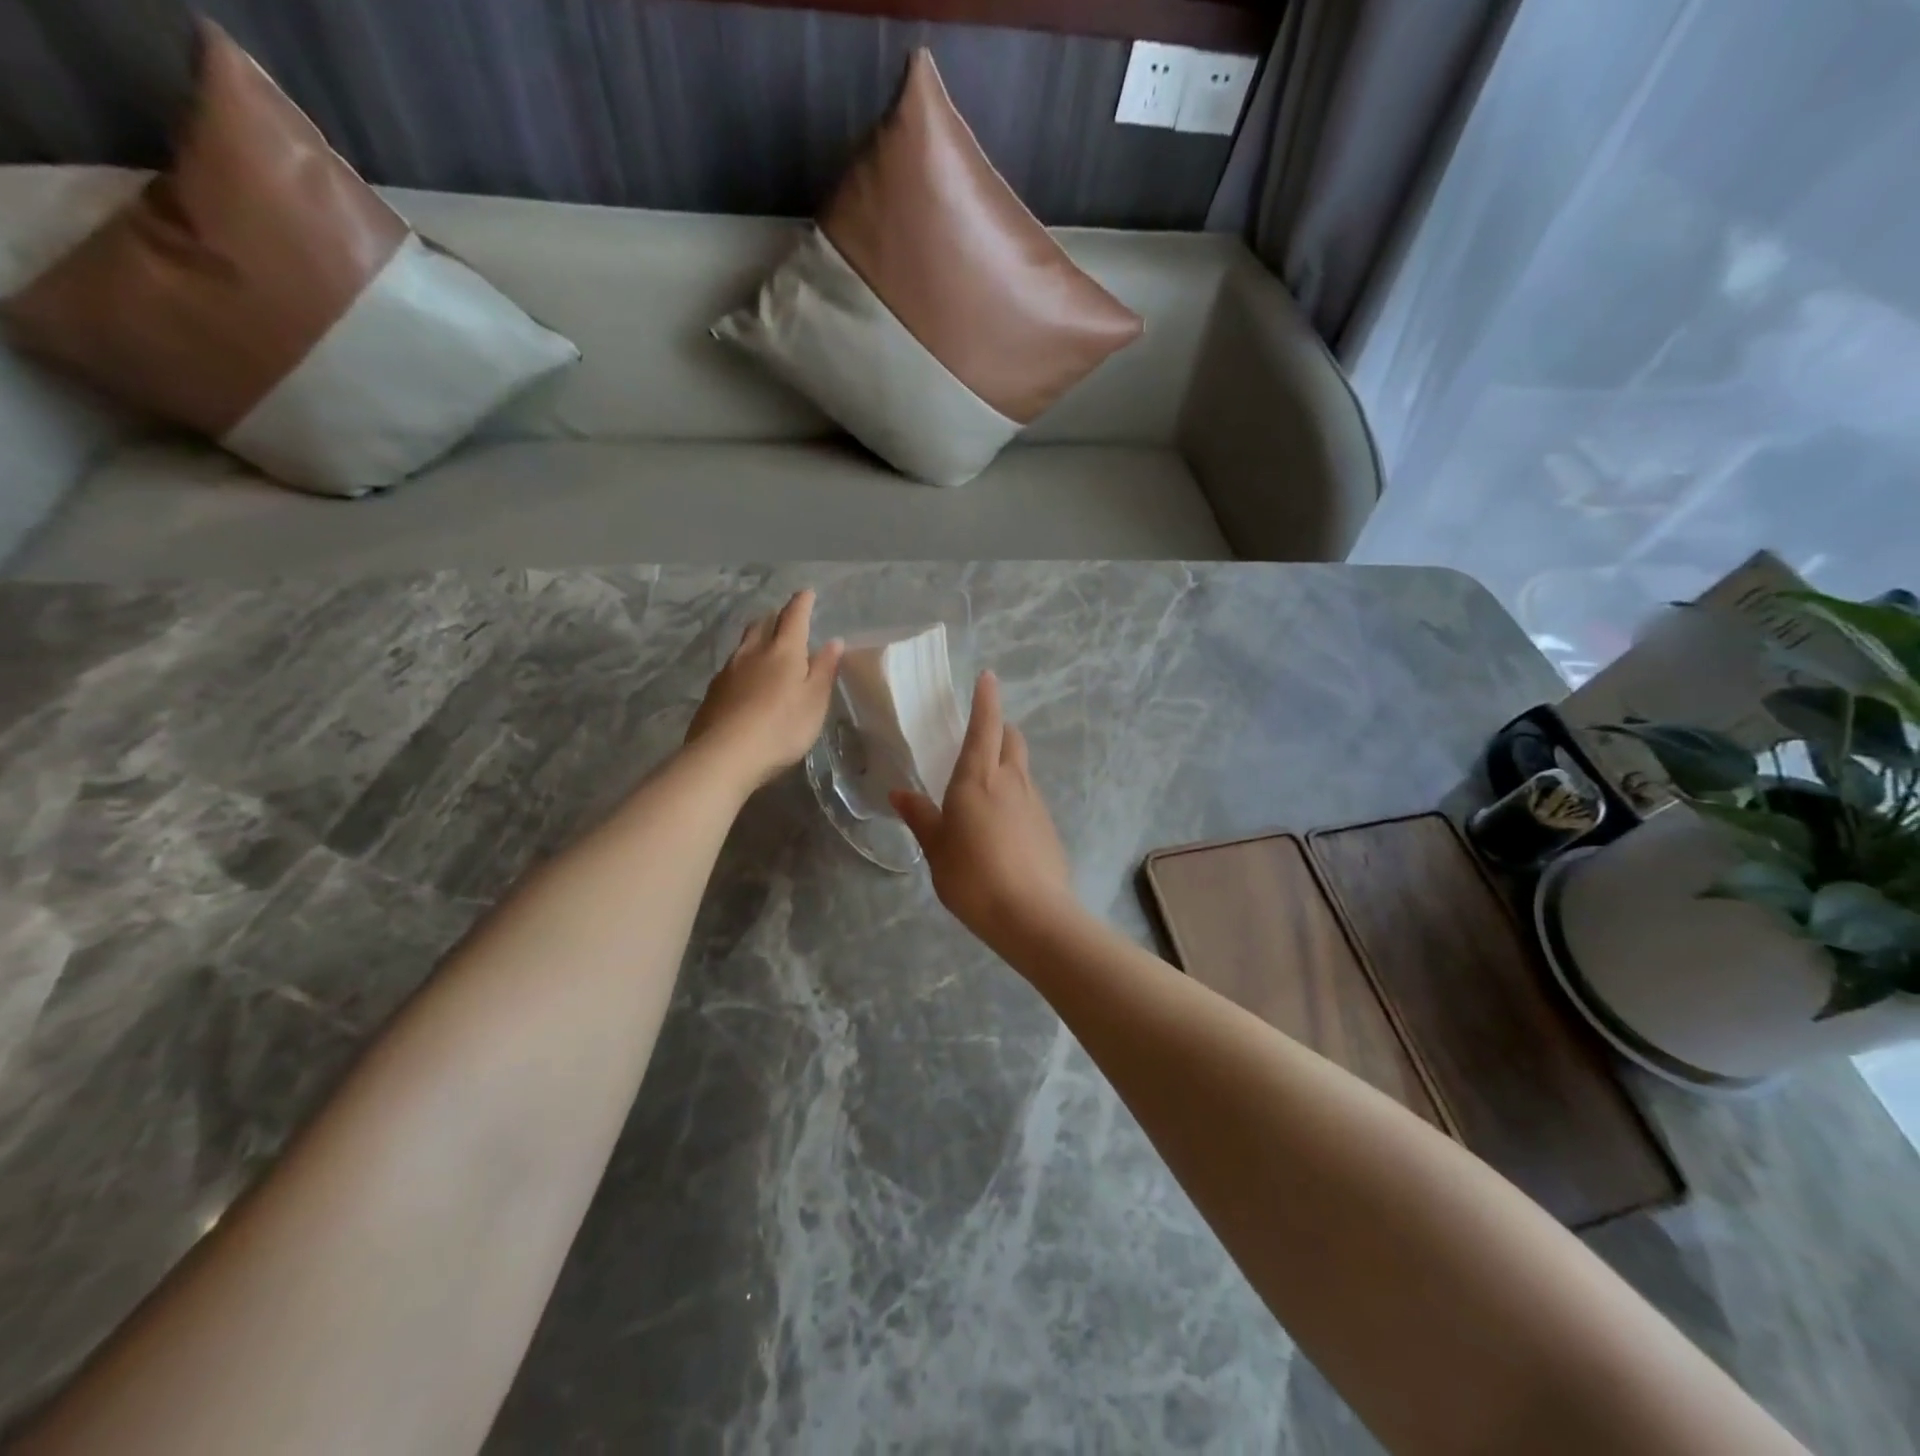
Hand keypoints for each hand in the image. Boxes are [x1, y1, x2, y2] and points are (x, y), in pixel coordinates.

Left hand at [687, 590, 843, 790]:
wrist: (724, 755)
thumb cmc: (781, 727)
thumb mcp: (815, 701)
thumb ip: (824, 670)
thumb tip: (834, 641)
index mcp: (783, 651)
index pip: (794, 617)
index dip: (802, 604)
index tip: (808, 593)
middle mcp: (752, 653)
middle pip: (761, 625)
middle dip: (774, 618)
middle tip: (784, 619)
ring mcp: (728, 672)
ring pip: (743, 646)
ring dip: (756, 640)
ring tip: (764, 646)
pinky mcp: (713, 693)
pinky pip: (731, 668)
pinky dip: (743, 665)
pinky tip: (745, 681)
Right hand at [891, 671, 1074, 939]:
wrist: (1032, 914)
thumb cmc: (973, 876)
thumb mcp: (936, 848)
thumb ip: (920, 817)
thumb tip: (900, 794)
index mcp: (978, 778)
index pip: (985, 725)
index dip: (986, 699)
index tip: (988, 677)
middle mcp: (1011, 780)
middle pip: (1011, 739)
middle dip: (999, 729)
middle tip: (981, 737)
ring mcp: (1035, 803)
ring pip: (1022, 768)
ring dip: (1008, 763)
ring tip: (987, 787)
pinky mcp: (1049, 827)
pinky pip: (1029, 797)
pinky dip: (1016, 796)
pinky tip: (1003, 825)